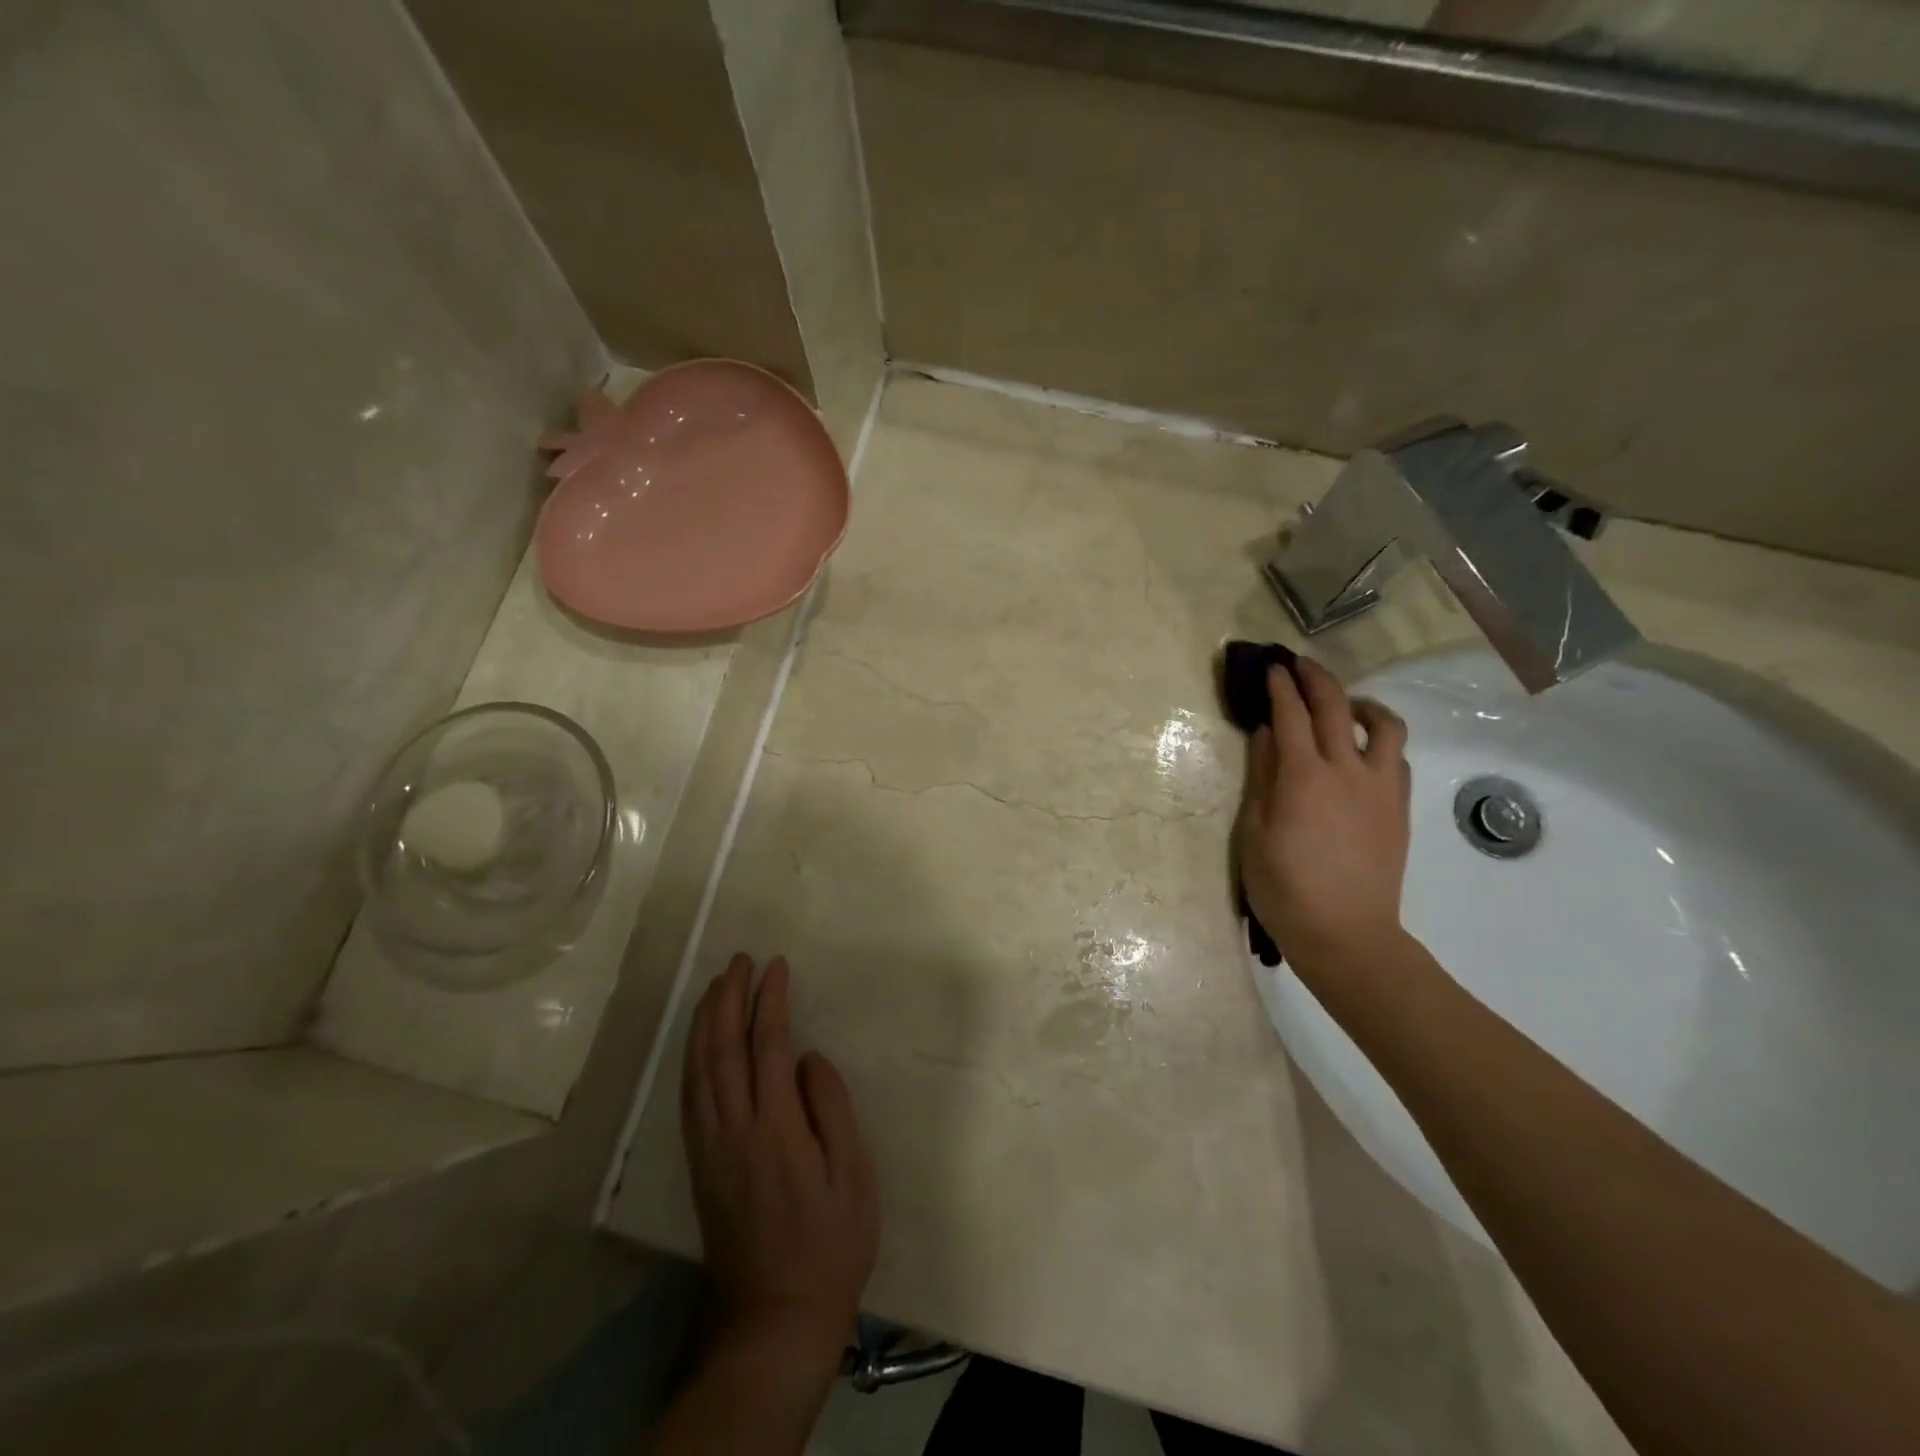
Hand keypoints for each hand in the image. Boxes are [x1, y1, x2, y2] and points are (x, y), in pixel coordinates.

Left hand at [682, 953, 879, 1349]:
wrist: (776, 1315)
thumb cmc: (830, 1242)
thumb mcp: (854, 1175)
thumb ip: (832, 1107)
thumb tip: (809, 1058)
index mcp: (776, 1127)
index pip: (768, 1045)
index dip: (770, 1000)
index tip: (776, 966)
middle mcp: (734, 1129)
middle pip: (722, 1048)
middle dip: (728, 997)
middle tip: (738, 960)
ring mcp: (710, 1147)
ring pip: (698, 1069)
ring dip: (704, 1021)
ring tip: (715, 985)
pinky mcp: (699, 1164)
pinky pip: (689, 1097)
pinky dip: (692, 1058)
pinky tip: (698, 1042)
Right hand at [1235, 657, 1411, 967]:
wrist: (1346, 934)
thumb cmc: (1284, 888)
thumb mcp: (1254, 833)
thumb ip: (1262, 776)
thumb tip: (1265, 733)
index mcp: (1303, 776)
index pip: (1291, 714)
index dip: (1280, 686)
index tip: (1270, 667)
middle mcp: (1346, 770)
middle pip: (1336, 706)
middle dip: (1315, 678)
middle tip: (1299, 664)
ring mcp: (1379, 787)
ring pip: (1383, 725)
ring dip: (1361, 703)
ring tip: (1344, 705)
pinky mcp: (1398, 807)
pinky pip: (1396, 757)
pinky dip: (1380, 740)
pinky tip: (1364, 751)